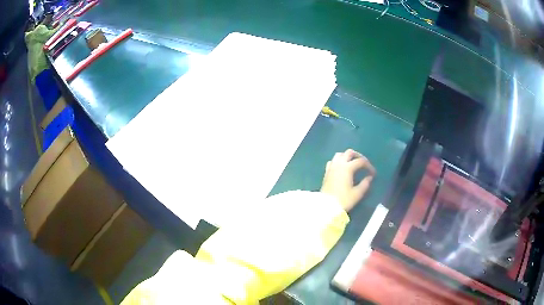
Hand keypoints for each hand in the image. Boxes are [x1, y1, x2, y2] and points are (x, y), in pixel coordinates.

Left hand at [320, 149, 375, 211]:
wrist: (326, 206)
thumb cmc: (343, 200)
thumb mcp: (357, 193)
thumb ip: (365, 184)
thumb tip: (369, 177)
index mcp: (347, 168)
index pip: (361, 161)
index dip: (368, 166)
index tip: (373, 173)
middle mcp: (339, 164)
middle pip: (349, 152)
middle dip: (358, 156)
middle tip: (364, 163)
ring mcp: (331, 167)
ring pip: (339, 154)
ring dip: (347, 156)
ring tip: (353, 163)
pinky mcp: (326, 172)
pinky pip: (332, 161)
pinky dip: (338, 161)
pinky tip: (342, 168)